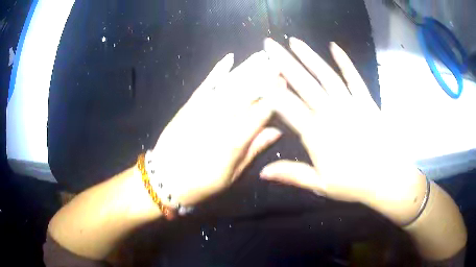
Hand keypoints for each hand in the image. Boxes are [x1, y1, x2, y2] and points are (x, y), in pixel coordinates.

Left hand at [149, 51, 283, 206]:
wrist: (165, 179)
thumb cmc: (201, 183)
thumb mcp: (232, 175)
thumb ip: (254, 150)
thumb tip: (277, 131)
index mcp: (234, 140)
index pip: (261, 112)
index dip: (276, 95)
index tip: (286, 81)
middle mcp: (221, 120)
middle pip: (247, 93)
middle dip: (264, 75)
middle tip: (278, 60)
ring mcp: (203, 109)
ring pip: (230, 84)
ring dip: (247, 68)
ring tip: (262, 55)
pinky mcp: (189, 105)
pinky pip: (206, 84)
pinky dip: (218, 70)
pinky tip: (229, 58)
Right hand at [262, 38, 426, 224]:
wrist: (386, 177)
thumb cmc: (353, 183)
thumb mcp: (320, 184)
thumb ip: (291, 174)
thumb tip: (262, 172)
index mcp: (317, 134)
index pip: (288, 108)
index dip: (271, 90)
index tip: (258, 74)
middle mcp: (331, 113)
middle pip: (304, 84)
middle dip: (284, 62)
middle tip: (269, 45)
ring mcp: (350, 104)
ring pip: (325, 76)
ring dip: (309, 57)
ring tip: (293, 41)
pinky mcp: (366, 101)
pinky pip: (353, 78)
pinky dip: (344, 62)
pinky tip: (334, 47)